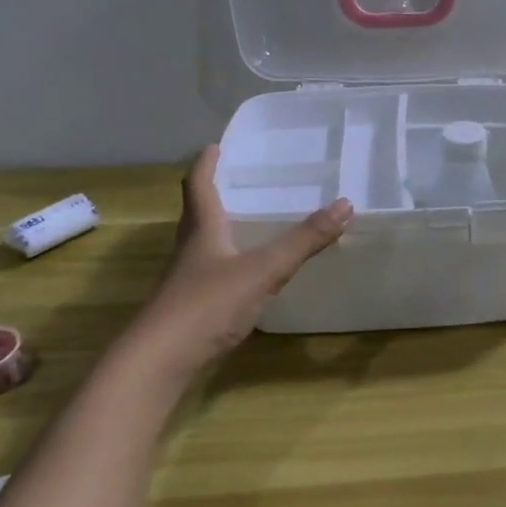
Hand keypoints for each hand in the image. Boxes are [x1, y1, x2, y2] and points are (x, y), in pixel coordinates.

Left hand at [138, 145, 351, 369]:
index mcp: (203, 229)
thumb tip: (345, 204)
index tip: (215, 146)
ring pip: (203, 243)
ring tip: (248, 220)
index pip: (198, 185)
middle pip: (197, 212)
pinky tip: (245, 273)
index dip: (206, 164)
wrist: (160, 360)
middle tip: (238, 179)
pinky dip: (227, 261)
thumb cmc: (208, 304)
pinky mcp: (191, 307)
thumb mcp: (264, 269)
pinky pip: (211, 272)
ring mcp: (188, 280)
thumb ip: (304, 240)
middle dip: (214, 192)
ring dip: (220, 227)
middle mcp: (190, 249)